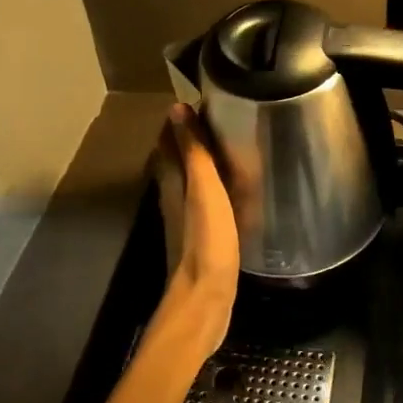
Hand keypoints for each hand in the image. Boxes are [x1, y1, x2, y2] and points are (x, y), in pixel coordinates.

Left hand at [149, 103, 240, 362]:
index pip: (170, 141)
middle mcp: (173, 197)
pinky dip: (214, 188)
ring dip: (202, 163)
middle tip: (221, 120)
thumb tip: (176, 108)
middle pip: (177, 159)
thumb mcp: (204, 190)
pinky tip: (232, 191)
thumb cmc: (206, 241)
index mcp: (172, 183)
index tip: (204, 102)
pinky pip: (205, 202)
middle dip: (192, 138)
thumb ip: (193, 151)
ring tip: (229, 148)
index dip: (182, 121)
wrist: (205, 300)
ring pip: (190, 181)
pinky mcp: (201, 238)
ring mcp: (186, 219)